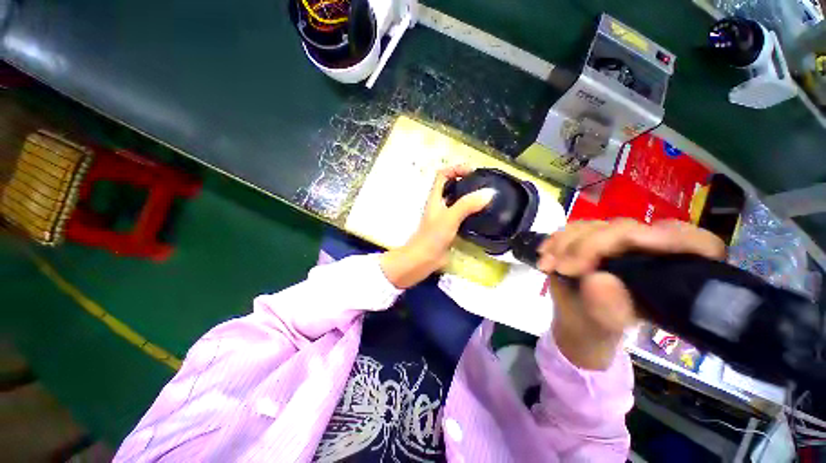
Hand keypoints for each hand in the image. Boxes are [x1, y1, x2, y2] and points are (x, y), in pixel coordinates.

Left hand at [380, 165, 495, 288]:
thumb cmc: (432, 237)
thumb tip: (489, 193)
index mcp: (435, 197)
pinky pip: (462, 216)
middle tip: (484, 185)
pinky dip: (471, 213)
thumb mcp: (450, 217)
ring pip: (457, 201)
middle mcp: (439, 205)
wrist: (424, 259)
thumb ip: (467, 205)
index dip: (456, 169)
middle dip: (466, 182)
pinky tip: (482, 216)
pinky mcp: (450, 229)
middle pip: (451, 186)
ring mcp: (444, 217)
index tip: (473, 172)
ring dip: (470, 198)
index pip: (443, 174)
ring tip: (487, 198)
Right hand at [536, 219, 725, 369]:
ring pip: (597, 226)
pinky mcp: (591, 238)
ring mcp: (617, 242)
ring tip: (549, 265)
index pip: (696, 244)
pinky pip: (574, 229)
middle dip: (591, 245)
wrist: (575, 321)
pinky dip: (556, 240)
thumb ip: (606, 308)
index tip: (634, 245)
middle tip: (564, 268)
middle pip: (629, 229)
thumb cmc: (596, 328)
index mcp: (672, 276)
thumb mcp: (604, 327)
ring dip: (567, 243)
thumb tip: (599, 279)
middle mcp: (649, 252)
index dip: (674, 238)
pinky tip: (545, 255)